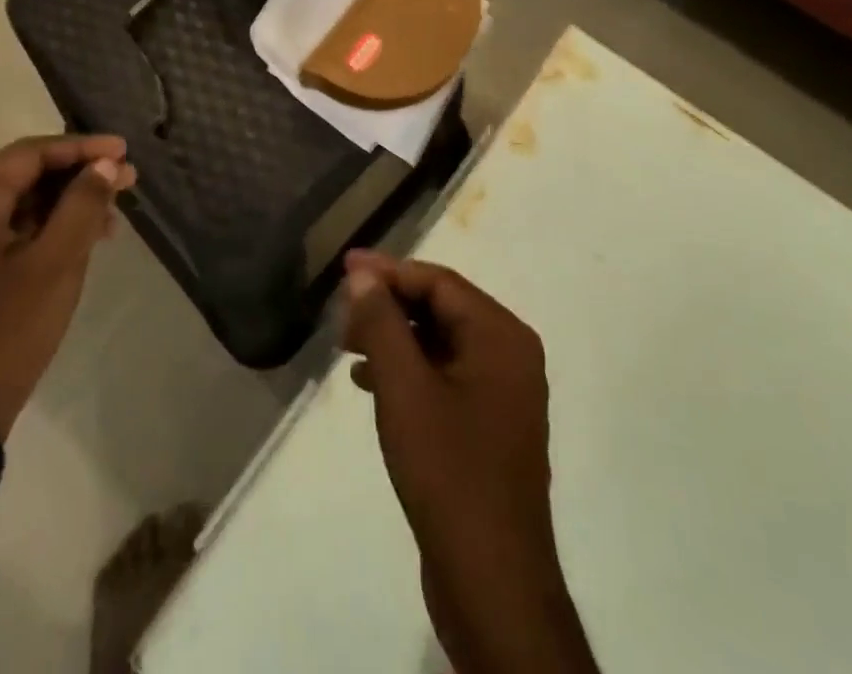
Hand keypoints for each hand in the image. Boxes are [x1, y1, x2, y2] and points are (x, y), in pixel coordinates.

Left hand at [0, 135, 135, 439]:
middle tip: (127, 180)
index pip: (33, 153)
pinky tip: (85, 238)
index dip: (83, 148)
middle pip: (27, 174)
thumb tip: (105, 165)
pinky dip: (49, 227)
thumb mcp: (56, 262)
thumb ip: (82, 205)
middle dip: (79, 175)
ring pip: (22, 202)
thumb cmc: (6, 328)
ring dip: (68, 203)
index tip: (125, 151)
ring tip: (114, 214)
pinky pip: (13, 229)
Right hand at [341, 250, 595, 673]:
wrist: (491, 582)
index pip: (438, 282)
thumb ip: (382, 322)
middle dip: (388, 306)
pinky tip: (369, 382)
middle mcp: (509, 355)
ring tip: (346, 347)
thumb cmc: (448, 470)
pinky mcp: (488, 426)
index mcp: (501, 337)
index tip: (344, 268)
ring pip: (439, 342)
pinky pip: (444, 375)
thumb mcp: (404, 387)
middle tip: (341, 314)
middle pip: (440, 308)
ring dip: (393, 338)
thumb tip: (363, 274)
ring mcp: (502, 393)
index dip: (388, 271)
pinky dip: (407, 370)